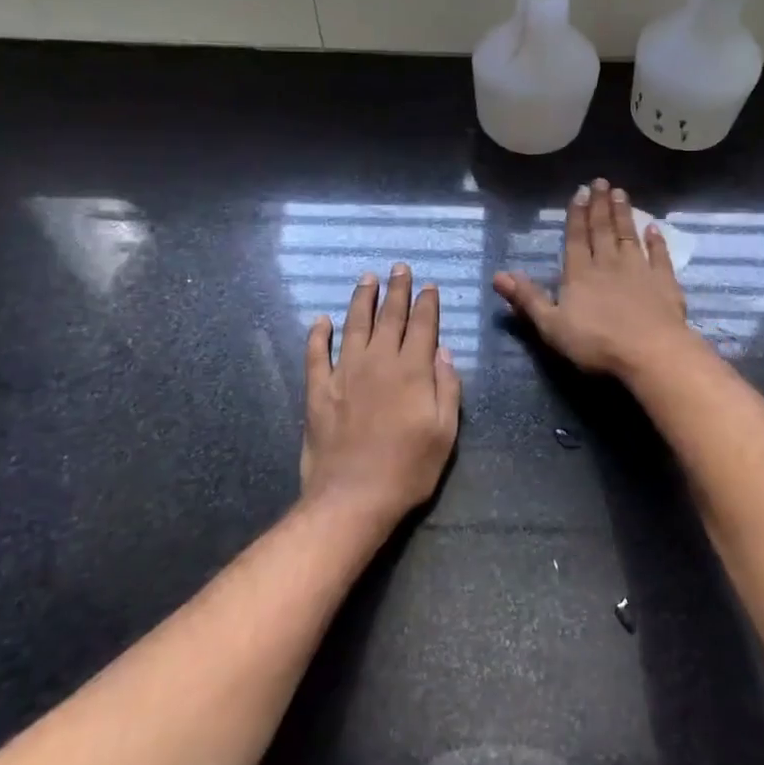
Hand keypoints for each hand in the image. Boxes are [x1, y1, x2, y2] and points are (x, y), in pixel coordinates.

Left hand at [301, 263, 461, 529]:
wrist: (352, 497)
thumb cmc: (408, 469)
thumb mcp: (445, 433)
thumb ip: (447, 388)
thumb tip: (443, 352)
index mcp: (412, 371)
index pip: (422, 326)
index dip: (426, 304)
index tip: (429, 285)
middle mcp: (378, 362)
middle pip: (389, 317)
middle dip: (397, 290)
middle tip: (399, 268)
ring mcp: (344, 373)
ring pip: (354, 325)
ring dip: (361, 300)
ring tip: (367, 278)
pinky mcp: (318, 390)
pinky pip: (316, 354)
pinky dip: (318, 335)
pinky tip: (321, 320)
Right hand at [494, 178, 695, 379]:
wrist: (650, 352)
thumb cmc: (596, 342)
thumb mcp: (551, 325)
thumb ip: (527, 299)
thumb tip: (498, 275)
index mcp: (579, 274)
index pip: (576, 238)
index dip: (576, 215)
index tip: (580, 191)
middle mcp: (608, 264)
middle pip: (603, 230)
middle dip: (600, 206)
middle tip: (601, 181)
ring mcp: (639, 271)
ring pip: (628, 236)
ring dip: (624, 214)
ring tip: (621, 193)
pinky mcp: (664, 282)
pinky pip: (659, 256)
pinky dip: (656, 241)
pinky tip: (654, 228)